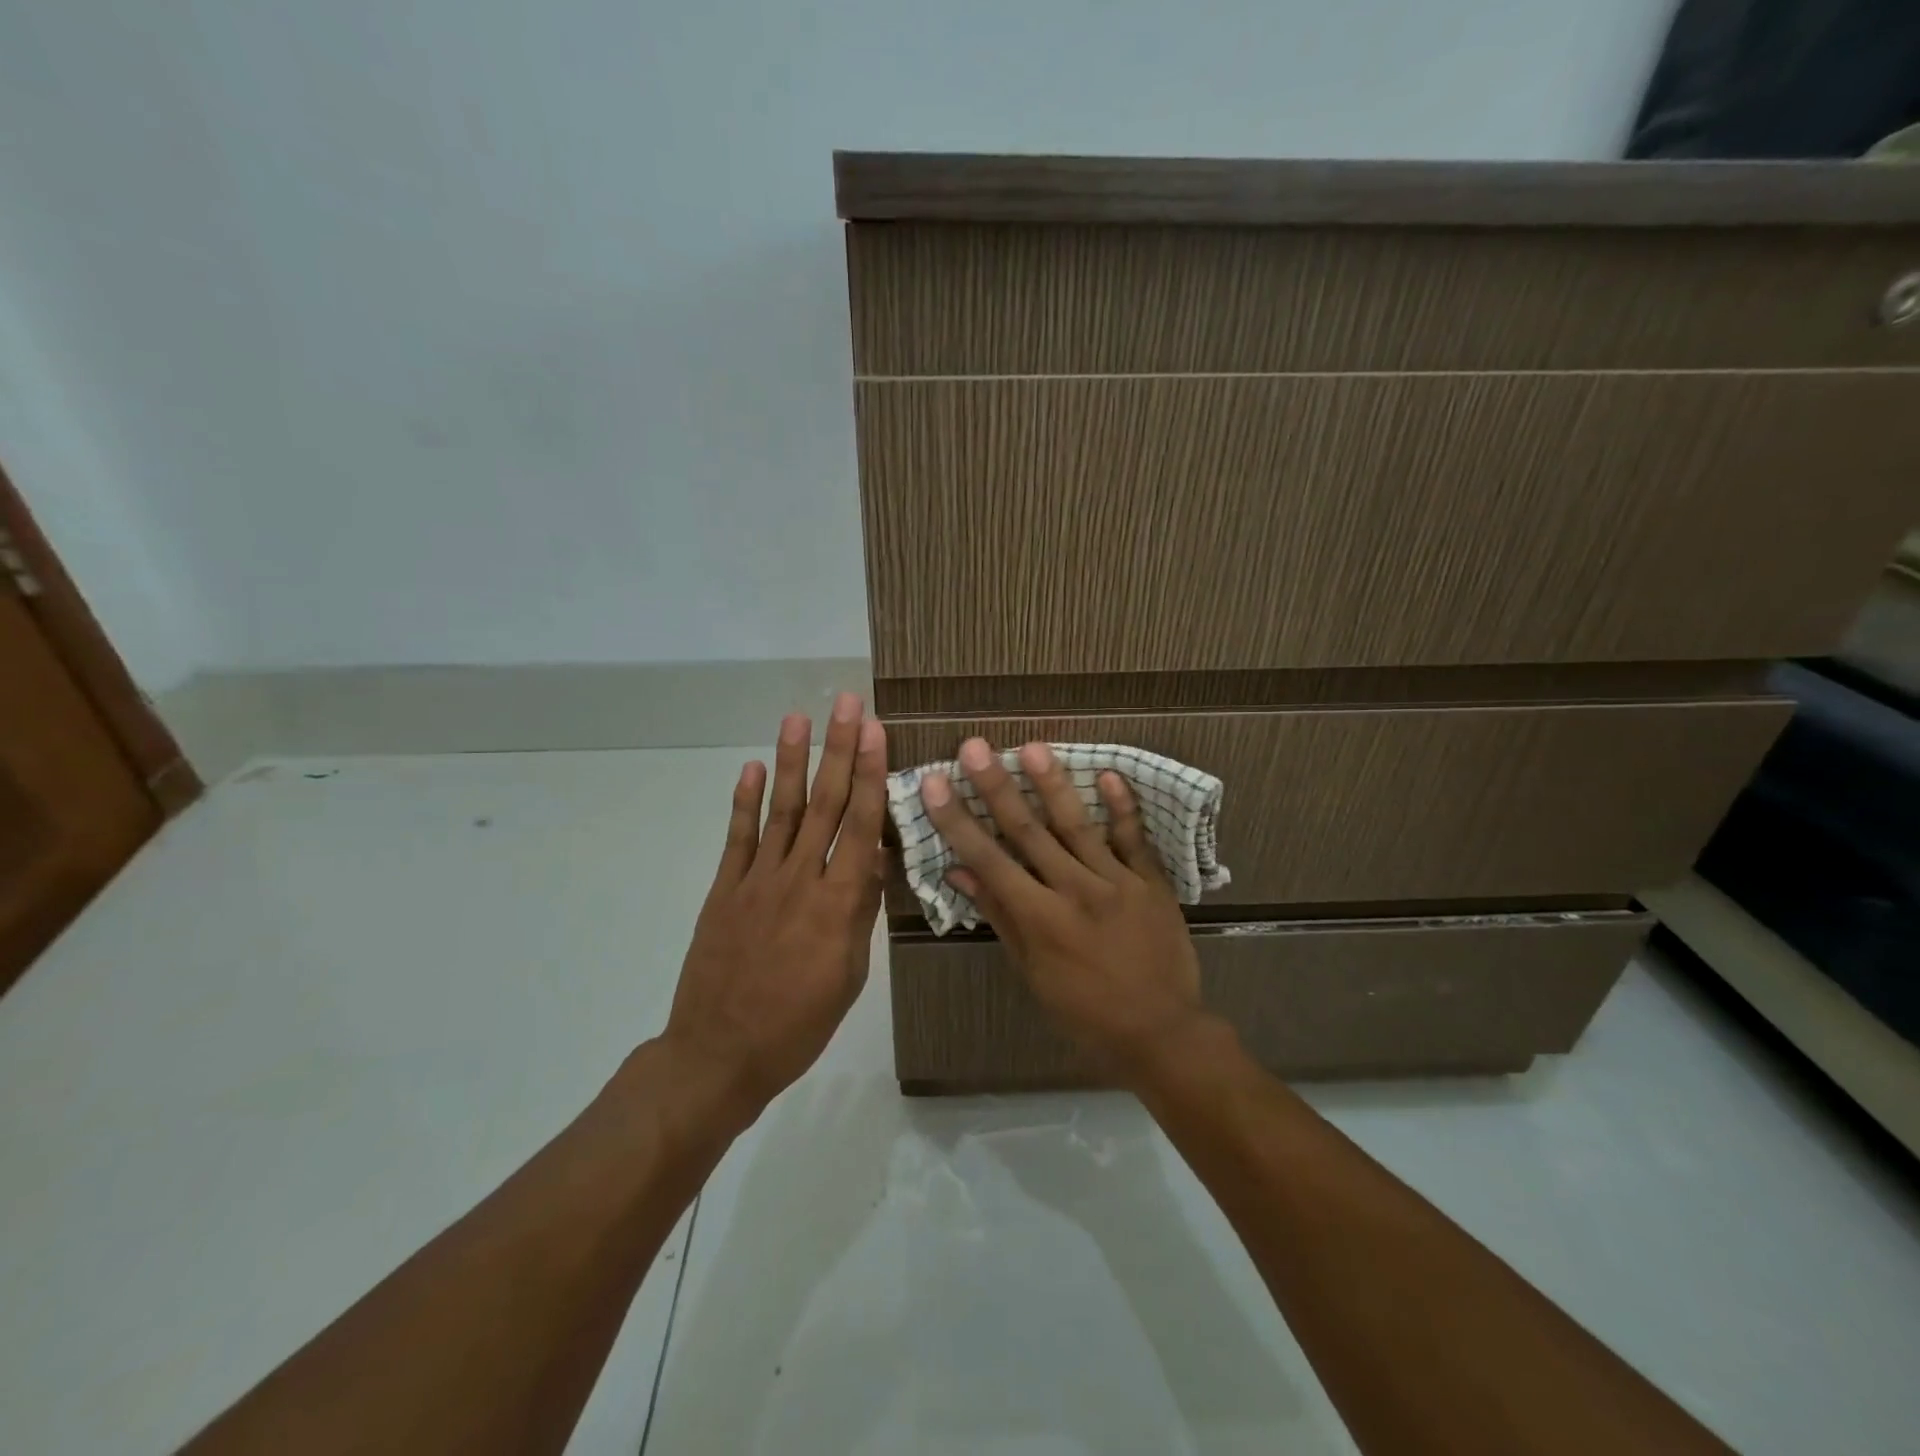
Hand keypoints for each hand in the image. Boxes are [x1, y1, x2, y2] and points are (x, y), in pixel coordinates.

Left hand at [663, 693, 885, 1122]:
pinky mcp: (725, 891)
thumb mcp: (849, 975)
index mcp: (838, 904)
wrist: (720, 1054)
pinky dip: (745, 802)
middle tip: (846, 704)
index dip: (869, 774)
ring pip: (781, 811)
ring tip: (798, 719)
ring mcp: (757, 882)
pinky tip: (753, 769)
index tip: (874, 732)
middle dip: (837, 750)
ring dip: (791, 762)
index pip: (860, 826)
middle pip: (824, 805)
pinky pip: (737, 839)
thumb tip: (873, 860)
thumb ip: (859, 912)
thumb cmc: (799, 1023)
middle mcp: (799, 880)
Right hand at [921, 738, 1212, 1083]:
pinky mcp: (1152, 882)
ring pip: (1078, 826)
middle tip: (975, 747)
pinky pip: (1135, 839)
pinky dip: (1123, 807)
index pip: (989, 860)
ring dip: (1053, 784)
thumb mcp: (1033, 973)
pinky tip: (1108, 773)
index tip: (935, 784)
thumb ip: (1000, 917)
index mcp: (1041, 919)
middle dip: (997, 787)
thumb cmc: (1086, 1011)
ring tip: (1033, 747)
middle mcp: (1075, 891)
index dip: (958, 821)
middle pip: (1029, 832)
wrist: (1162, 1032)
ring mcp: (1118, 882)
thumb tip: (960, 871)